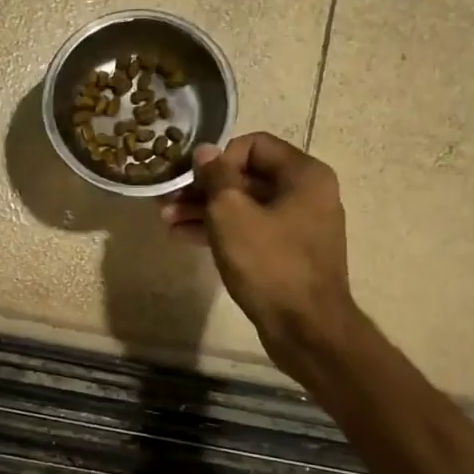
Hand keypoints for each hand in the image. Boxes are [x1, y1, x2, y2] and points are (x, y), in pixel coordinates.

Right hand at [160, 132, 355, 368]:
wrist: (306, 328)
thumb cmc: (269, 264)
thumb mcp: (232, 214)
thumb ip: (216, 177)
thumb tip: (205, 151)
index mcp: (304, 174)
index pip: (254, 144)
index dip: (218, 158)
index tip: (192, 180)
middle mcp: (307, 194)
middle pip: (248, 176)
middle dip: (204, 187)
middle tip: (167, 199)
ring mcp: (299, 226)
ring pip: (245, 206)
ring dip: (205, 211)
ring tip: (167, 220)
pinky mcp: (288, 254)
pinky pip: (251, 231)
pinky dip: (221, 232)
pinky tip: (185, 237)